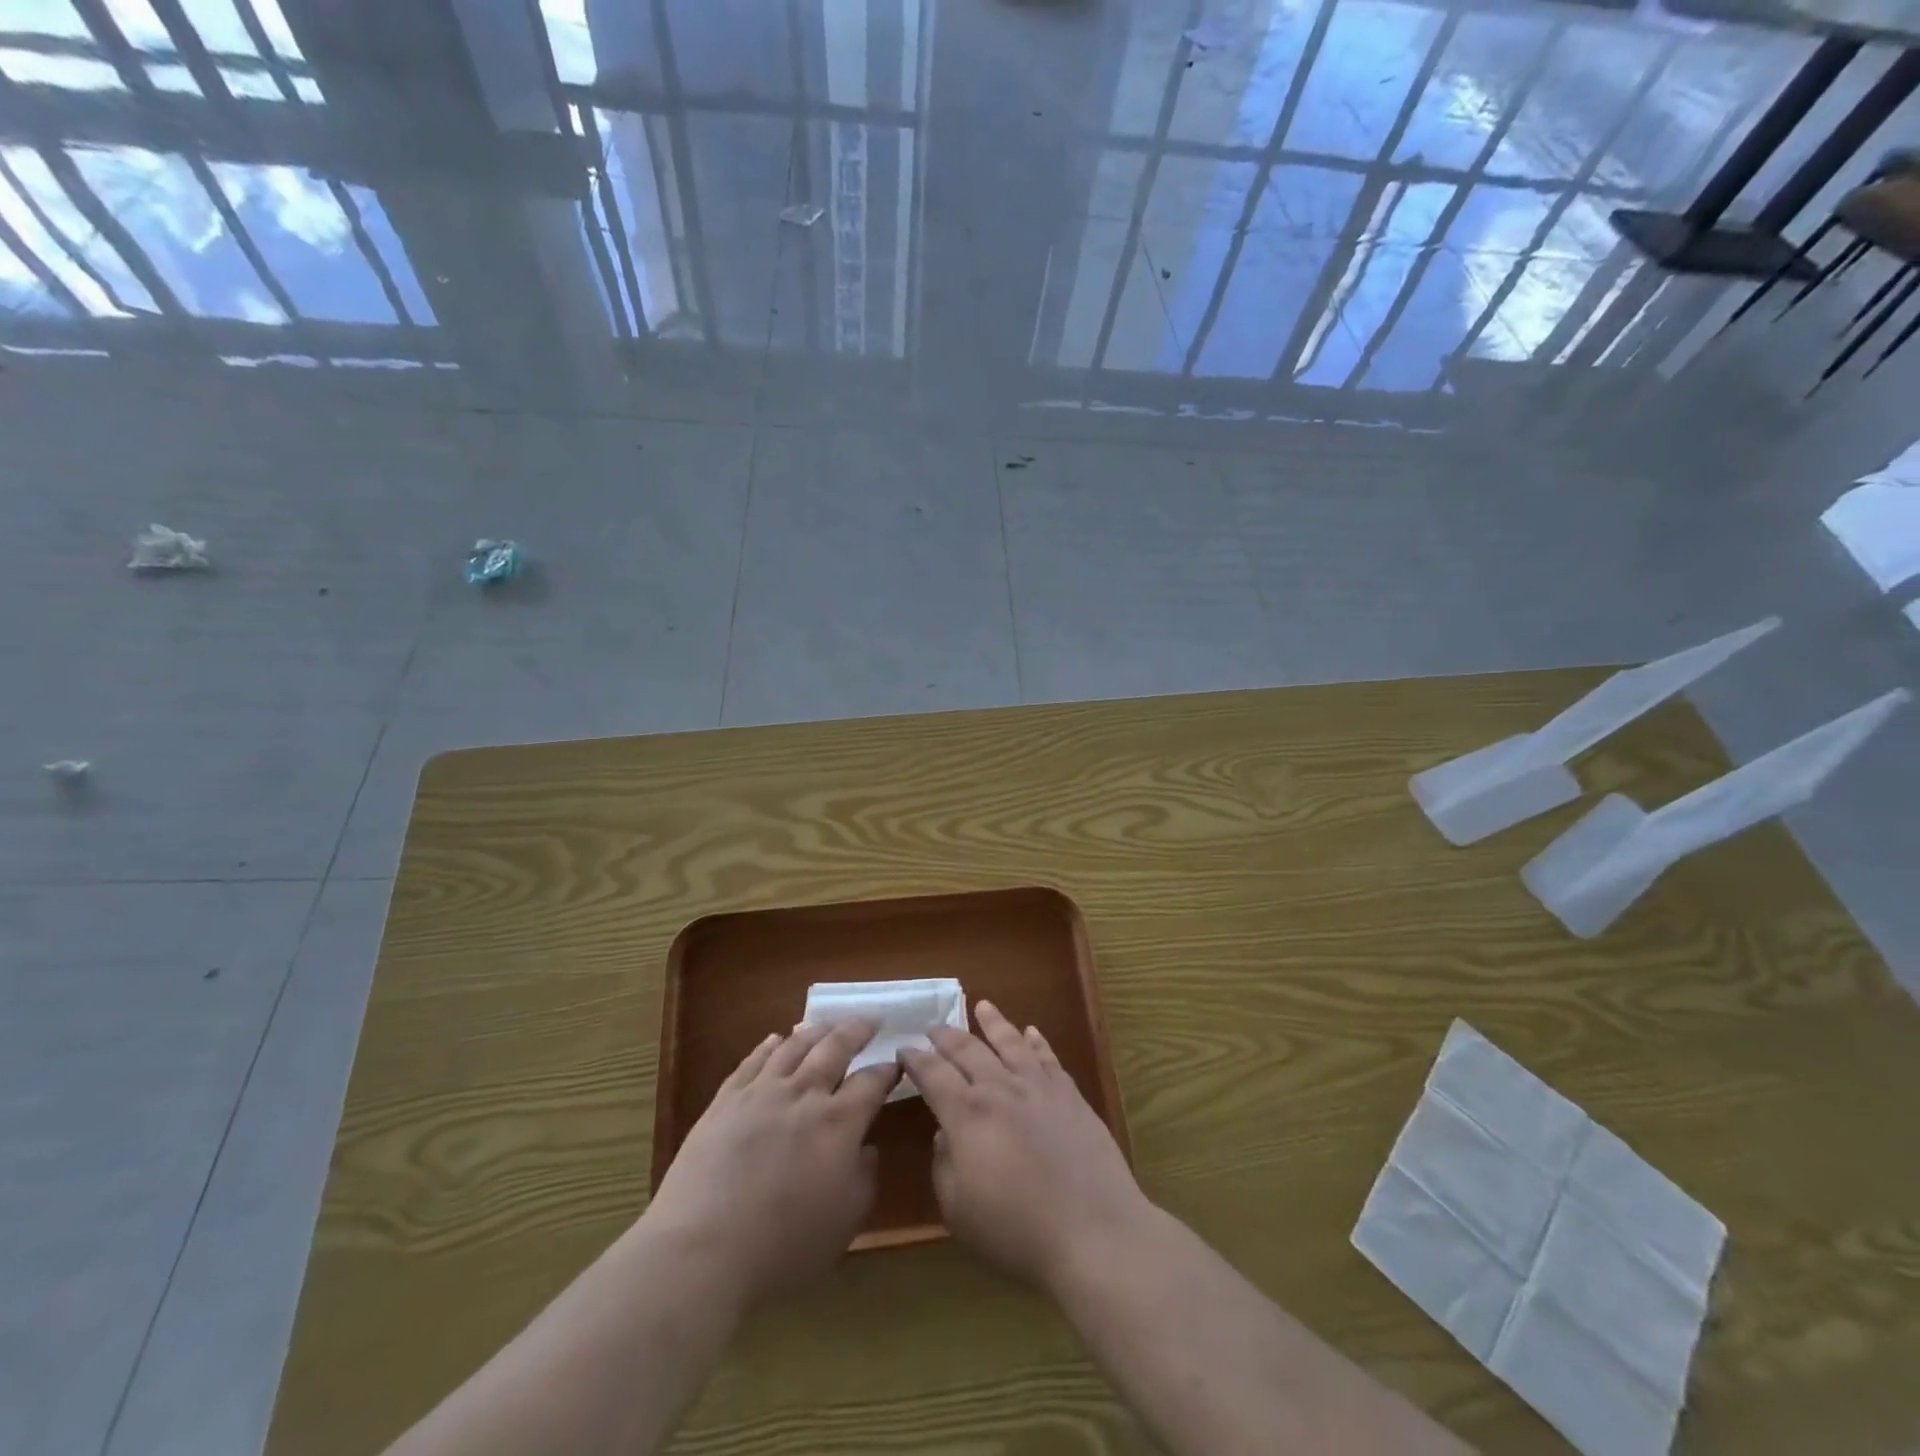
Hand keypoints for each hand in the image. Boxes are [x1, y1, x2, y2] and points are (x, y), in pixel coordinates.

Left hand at [646, 1020, 895, 1307]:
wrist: (703, 1251)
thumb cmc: (783, 1248)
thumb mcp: (844, 1223)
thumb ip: (864, 1179)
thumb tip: (867, 1148)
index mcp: (840, 1123)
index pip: (872, 1082)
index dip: (887, 1070)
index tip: (897, 1062)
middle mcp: (804, 1094)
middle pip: (836, 1047)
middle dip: (858, 1030)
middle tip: (871, 1020)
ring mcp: (762, 1092)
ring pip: (795, 1045)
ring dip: (817, 1030)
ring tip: (828, 1024)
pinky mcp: (726, 1100)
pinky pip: (753, 1060)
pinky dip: (769, 1045)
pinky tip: (776, 1039)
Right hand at [901, 1001, 1150, 1292]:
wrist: (1092, 1230)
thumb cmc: (1017, 1230)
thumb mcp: (958, 1210)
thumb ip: (943, 1164)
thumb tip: (944, 1133)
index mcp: (966, 1114)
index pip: (932, 1074)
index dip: (915, 1059)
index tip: (904, 1050)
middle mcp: (999, 1088)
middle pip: (967, 1050)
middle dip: (946, 1036)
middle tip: (933, 1027)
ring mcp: (1037, 1086)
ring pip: (1010, 1042)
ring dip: (993, 1022)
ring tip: (982, 1005)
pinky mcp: (1069, 1094)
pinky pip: (1047, 1057)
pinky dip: (1036, 1041)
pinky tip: (1030, 1031)